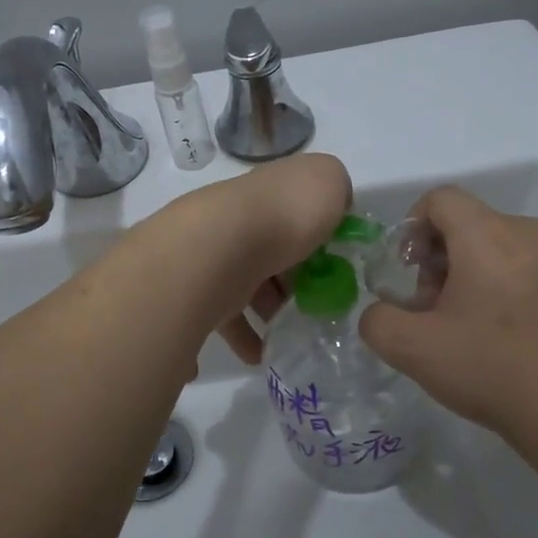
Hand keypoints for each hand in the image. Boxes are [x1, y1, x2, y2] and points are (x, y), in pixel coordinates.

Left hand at [155, 153, 351, 365]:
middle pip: (273, 251)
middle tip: (316, 305)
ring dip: (270, 309)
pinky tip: (259, 355)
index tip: (336, 266)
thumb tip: (333, 207)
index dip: (319, 237)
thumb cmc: (283, 214)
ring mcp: (217, 255)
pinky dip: (243, 338)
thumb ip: (336, 189)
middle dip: (294, 279)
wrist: (219, 249)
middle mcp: (241, 220)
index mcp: (271, 192)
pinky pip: (225, 319)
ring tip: (292, 334)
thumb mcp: (328, 182)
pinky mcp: (200, 291)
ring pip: (248, 285)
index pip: (296, 211)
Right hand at [358, 187, 537, 461]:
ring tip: (487, 332)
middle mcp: (534, 235)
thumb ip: (377, 320)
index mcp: (487, 236)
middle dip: (448, 260)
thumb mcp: (413, 351)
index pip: (440, 199)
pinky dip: (529, 295)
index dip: (414, 227)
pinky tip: (530, 344)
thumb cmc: (495, 371)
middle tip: (442, 311)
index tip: (411, 270)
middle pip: (476, 227)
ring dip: (489, 278)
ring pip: (515, 252)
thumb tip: (381, 311)